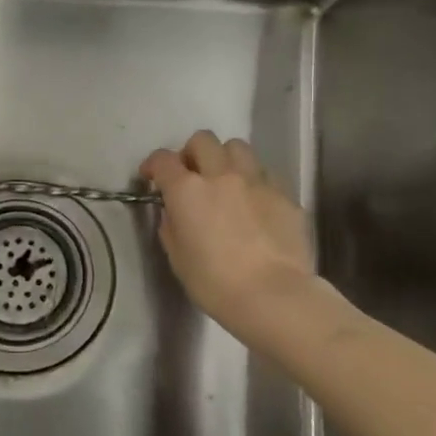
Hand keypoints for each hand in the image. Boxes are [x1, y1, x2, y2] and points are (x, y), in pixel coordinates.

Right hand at [140, 131, 314, 328]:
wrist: (273, 296)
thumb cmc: (215, 283)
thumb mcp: (178, 258)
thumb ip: (171, 227)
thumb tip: (174, 213)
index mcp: (187, 190)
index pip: (163, 160)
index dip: (153, 165)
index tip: (151, 177)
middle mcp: (221, 175)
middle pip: (202, 140)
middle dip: (192, 153)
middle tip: (192, 176)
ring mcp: (256, 181)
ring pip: (238, 147)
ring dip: (225, 159)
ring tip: (226, 181)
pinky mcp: (284, 194)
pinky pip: (265, 174)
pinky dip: (253, 182)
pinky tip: (255, 204)